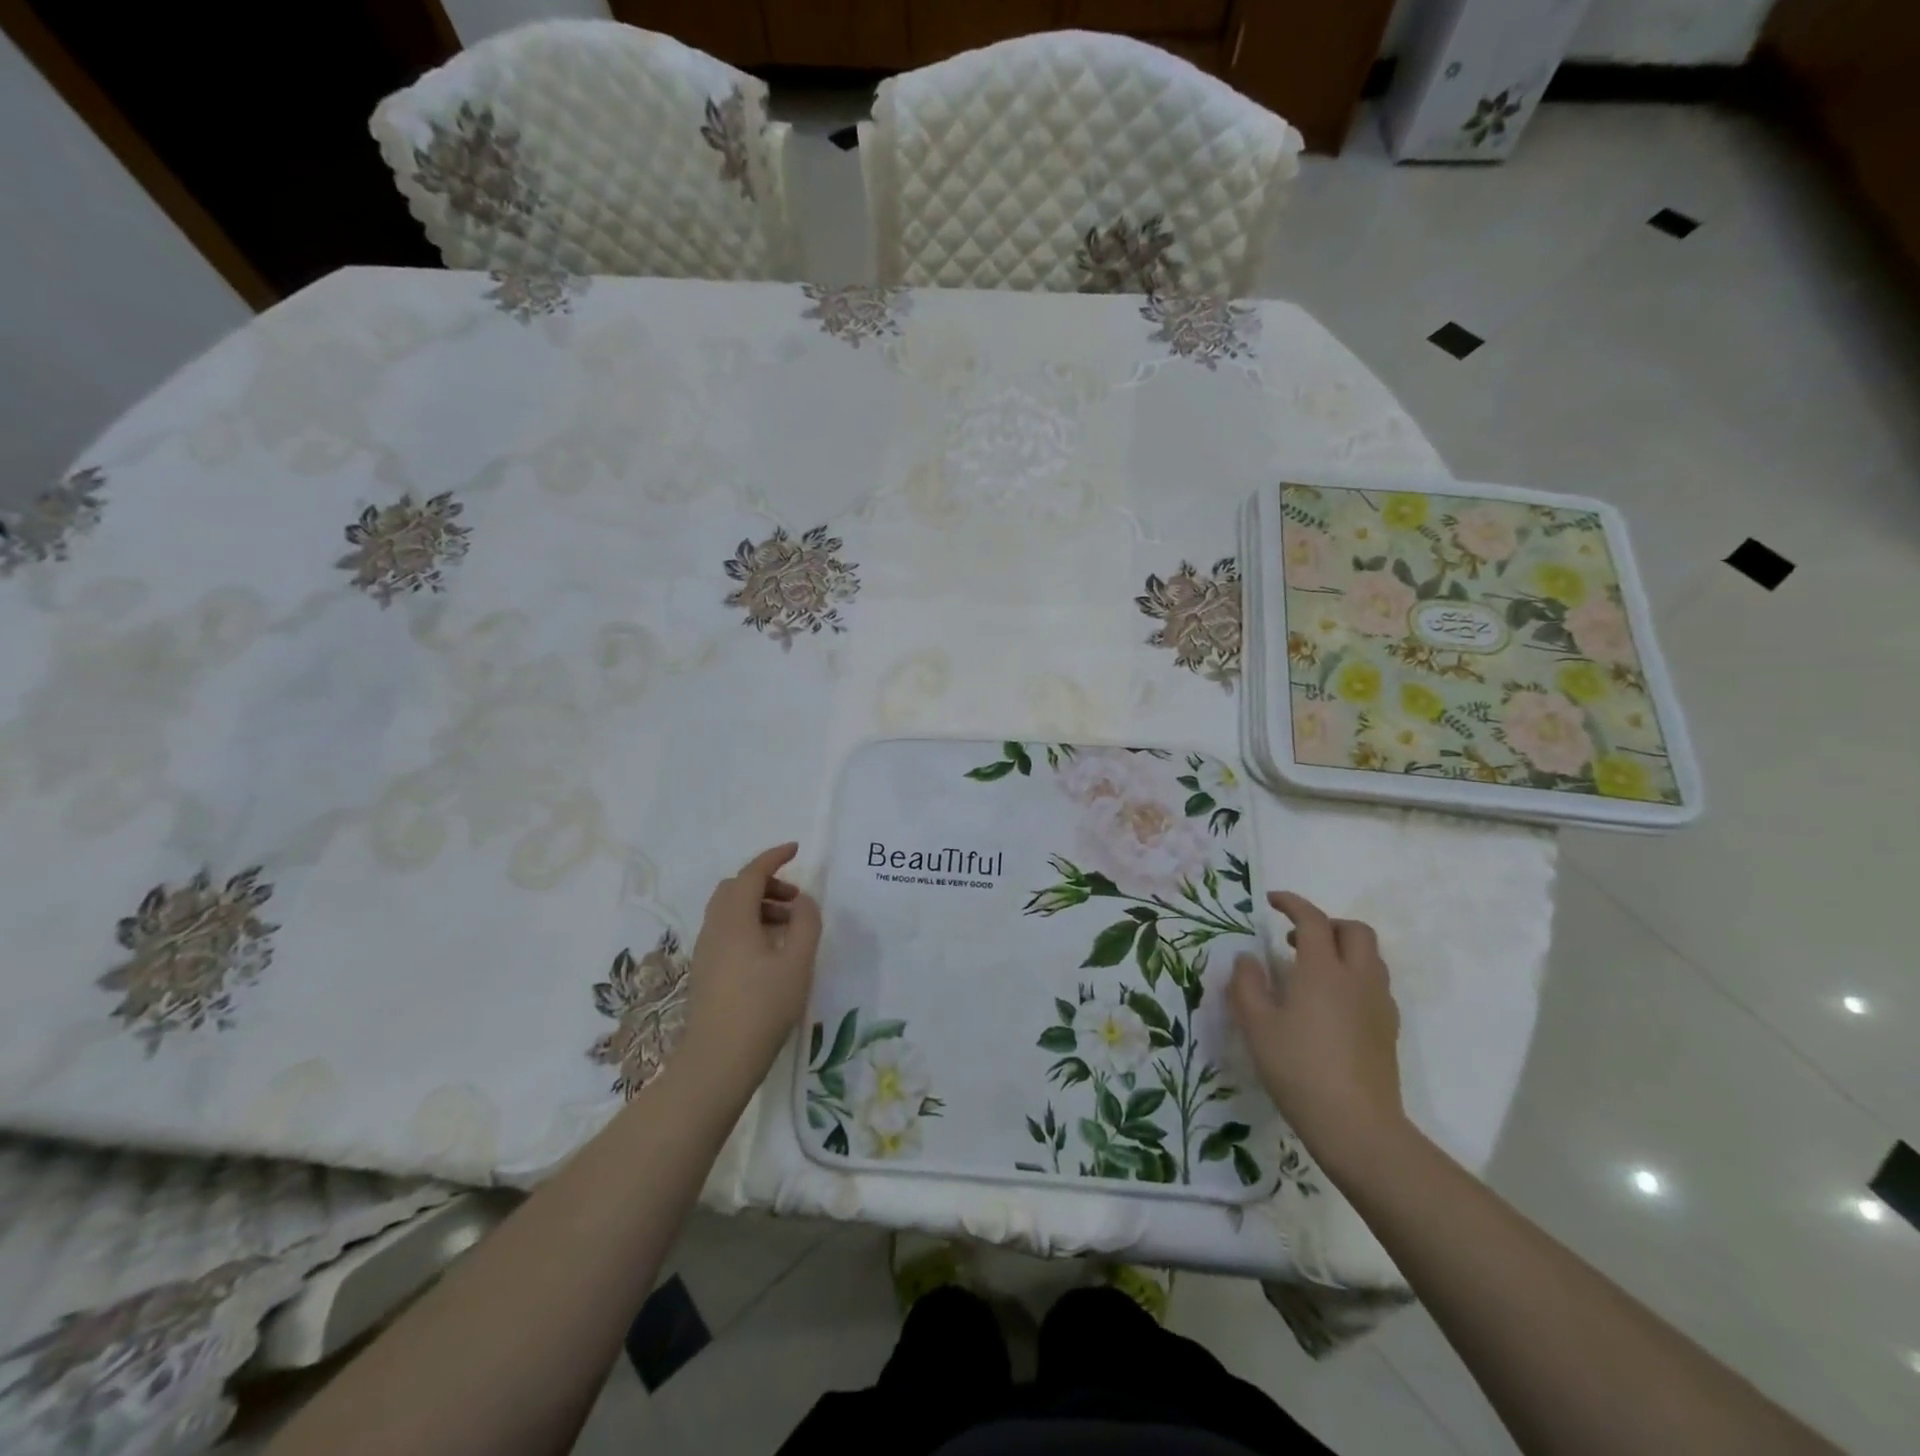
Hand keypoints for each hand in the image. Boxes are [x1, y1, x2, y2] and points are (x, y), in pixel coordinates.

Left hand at [679, 843, 821, 1100]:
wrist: (718, 1061)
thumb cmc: (763, 1007)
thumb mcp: (797, 962)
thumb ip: (806, 923)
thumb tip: (803, 900)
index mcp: (734, 919)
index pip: (751, 873)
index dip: (773, 857)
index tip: (795, 850)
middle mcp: (714, 927)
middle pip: (736, 888)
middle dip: (766, 883)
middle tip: (796, 899)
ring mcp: (706, 950)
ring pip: (729, 910)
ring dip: (758, 905)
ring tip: (789, 926)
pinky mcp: (705, 970)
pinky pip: (726, 930)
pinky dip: (749, 924)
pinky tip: (771, 950)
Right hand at [1229, 891, 1403, 1172]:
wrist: (1356, 1125)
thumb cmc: (1298, 1068)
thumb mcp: (1256, 1025)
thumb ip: (1247, 985)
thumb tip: (1247, 959)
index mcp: (1322, 969)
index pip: (1312, 919)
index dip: (1292, 904)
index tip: (1272, 901)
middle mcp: (1357, 978)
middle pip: (1354, 931)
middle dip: (1327, 923)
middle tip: (1296, 938)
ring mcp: (1378, 1004)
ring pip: (1371, 957)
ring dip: (1344, 949)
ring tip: (1313, 968)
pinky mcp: (1388, 1029)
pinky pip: (1375, 984)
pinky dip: (1355, 976)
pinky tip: (1332, 1003)